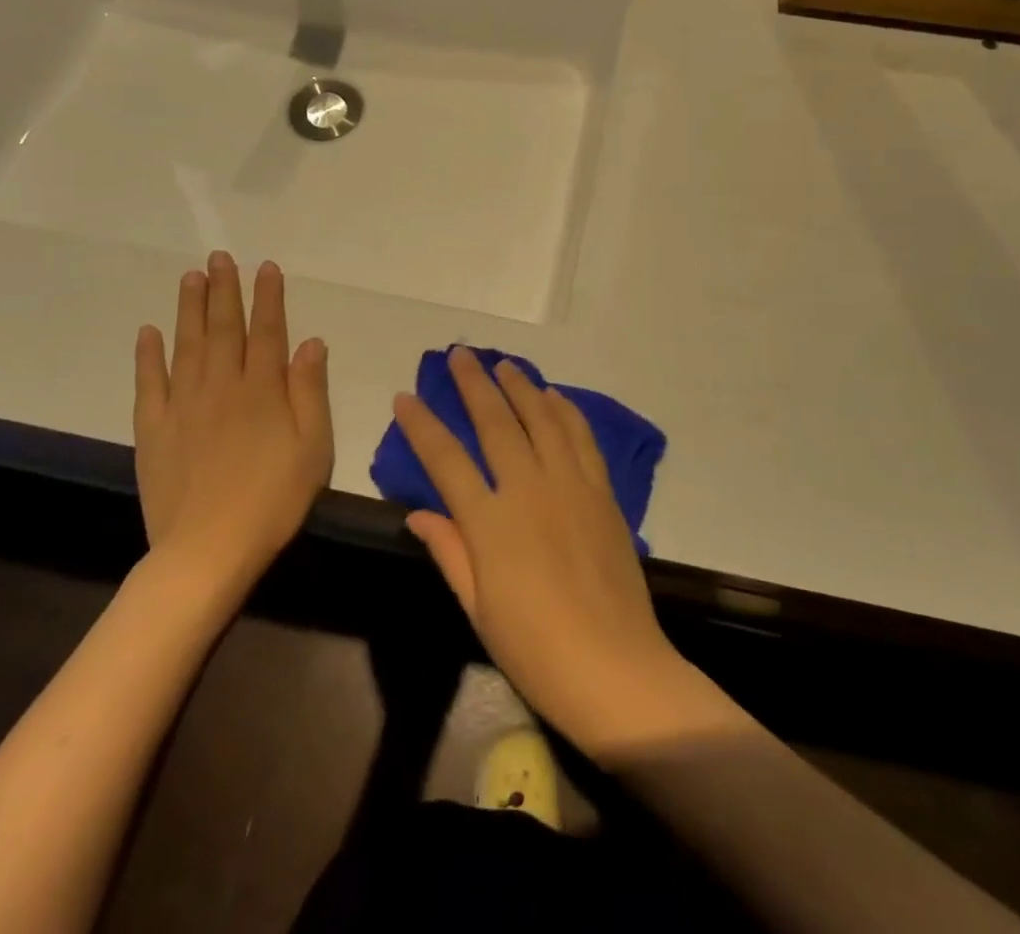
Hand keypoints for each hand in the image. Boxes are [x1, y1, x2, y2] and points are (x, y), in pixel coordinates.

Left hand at [133, 254, 332, 584]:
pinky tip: (149, 332)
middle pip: (223, 329)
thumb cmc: (274, 498)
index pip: (267, 332)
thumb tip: (311, 341)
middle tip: (220, 257)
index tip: (265, 267)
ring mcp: (183, 406)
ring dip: (189, 309)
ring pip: (186, 345)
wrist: (208, 550)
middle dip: (224, 290)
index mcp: (263, 390)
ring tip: (190, 277)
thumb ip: (310, 390)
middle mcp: (221, 386)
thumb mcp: (314, 447)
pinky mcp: (154, 430)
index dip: (268, 297)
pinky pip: (149, 384)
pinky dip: (148, 355)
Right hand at [398, 348, 692, 757]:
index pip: (446, 460)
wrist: (613, 666)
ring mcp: (570, 485)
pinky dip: (566, 411)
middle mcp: (529, 489)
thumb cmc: (535, 648)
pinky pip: (581, 438)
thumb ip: (449, 550)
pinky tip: (554, 396)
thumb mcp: (477, 608)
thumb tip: (417, 511)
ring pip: (541, 419)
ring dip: (520, 387)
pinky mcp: (601, 491)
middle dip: (473, 384)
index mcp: (490, 522)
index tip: (405, 396)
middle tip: (458, 353)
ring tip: (504, 364)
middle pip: (496, 423)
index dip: (422, 425)